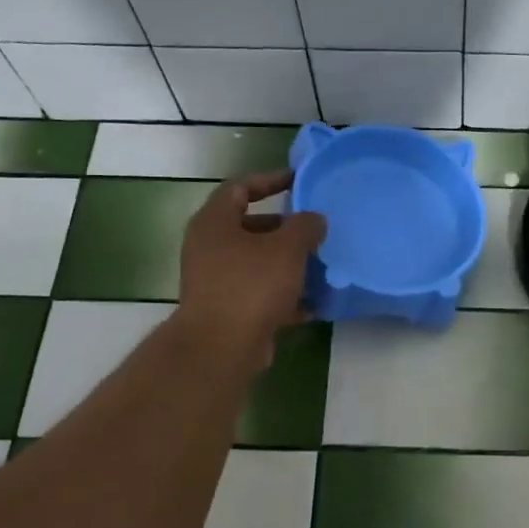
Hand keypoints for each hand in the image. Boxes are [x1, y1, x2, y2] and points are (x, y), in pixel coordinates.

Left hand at [174, 170, 326, 364]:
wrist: (221, 347)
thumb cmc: (251, 285)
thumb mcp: (287, 248)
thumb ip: (305, 226)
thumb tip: (314, 220)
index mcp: (214, 222)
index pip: (240, 187)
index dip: (269, 180)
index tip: (297, 181)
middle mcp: (208, 248)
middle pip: (249, 227)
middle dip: (284, 229)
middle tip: (313, 230)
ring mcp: (214, 281)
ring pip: (256, 263)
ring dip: (287, 264)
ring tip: (319, 267)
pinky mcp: (226, 311)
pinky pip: (258, 294)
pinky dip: (283, 296)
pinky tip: (313, 304)